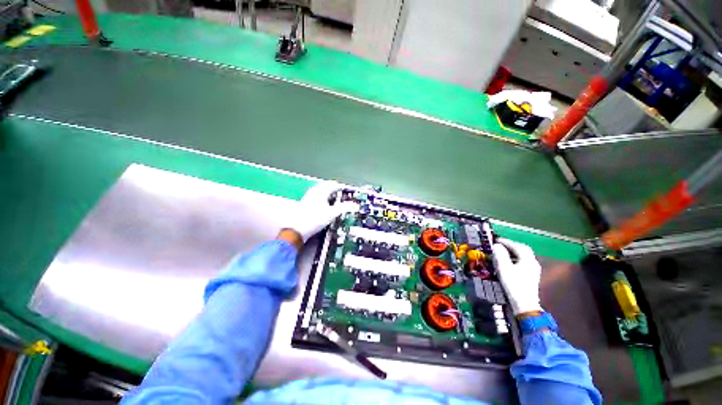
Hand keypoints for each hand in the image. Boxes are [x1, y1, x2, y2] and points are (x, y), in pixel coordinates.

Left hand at [283, 181, 356, 243]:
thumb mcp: (332, 214)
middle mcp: (314, 192)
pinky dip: (321, 195)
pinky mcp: (304, 203)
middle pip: (325, 186)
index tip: (345, 188)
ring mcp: (308, 197)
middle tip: (339, 189)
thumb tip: (355, 205)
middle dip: (332, 187)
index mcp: (321, 192)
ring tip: (332, 194)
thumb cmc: (316, 219)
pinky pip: (315, 195)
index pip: (333, 186)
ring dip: (326, 191)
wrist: (297, 229)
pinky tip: (322, 201)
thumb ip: (344, 208)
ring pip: (319, 190)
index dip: (340, 187)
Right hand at [491, 238, 542, 315]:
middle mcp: (533, 262)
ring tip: (503, 252)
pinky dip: (516, 258)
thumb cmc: (514, 284)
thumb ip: (500, 255)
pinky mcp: (532, 276)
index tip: (496, 240)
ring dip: (514, 252)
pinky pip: (524, 262)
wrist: (524, 304)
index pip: (517, 246)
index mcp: (528, 259)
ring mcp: (534, 270)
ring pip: (524, 256)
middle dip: (512, 245)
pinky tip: (510, 262)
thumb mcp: (504, 268)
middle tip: (501, 244)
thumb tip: (496, 245)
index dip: (506, 242)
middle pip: (523, 249)